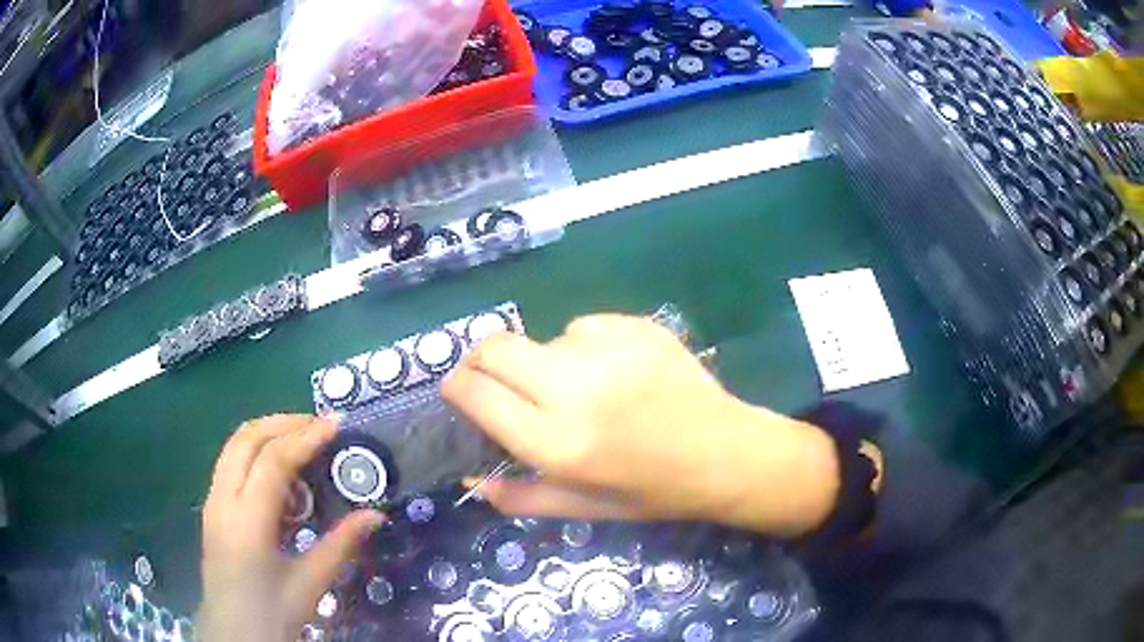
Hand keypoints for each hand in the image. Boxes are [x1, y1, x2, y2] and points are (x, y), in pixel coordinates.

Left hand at [198, 415, 384, 641]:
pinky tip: (280, 473)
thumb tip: (376, 515)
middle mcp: (222, 500)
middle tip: (319, 425)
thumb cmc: (273, 612)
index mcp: (247, 522)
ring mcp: (212, 501)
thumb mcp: (312, 584)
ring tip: (302, 441)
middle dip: (283, 423)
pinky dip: (256, 452)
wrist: (234, 632)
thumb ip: (341, 545)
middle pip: (246, 439)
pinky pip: (231, 463)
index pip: (272, 462)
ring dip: (267, 433)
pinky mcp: (212, 507)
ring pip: (234, 446)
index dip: (304, 438)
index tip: (335, 425)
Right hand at [442, 315, 841, 536]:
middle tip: (498, 382)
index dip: (456, 387)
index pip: (477, 393)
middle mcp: (576, 389)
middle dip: (483, 362)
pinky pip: (583, 327)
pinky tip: (617, 372)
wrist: (725, 453)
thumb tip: (470, 478)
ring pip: (544, 339)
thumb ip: (520, 496)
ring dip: (546, 362)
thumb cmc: (653, 491)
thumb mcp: (584, 507)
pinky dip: (584, 347)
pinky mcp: (635, 325)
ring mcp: (609, 349)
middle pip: (495, 348)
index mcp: (558, 443)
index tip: (457, 390)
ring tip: (582, 389)